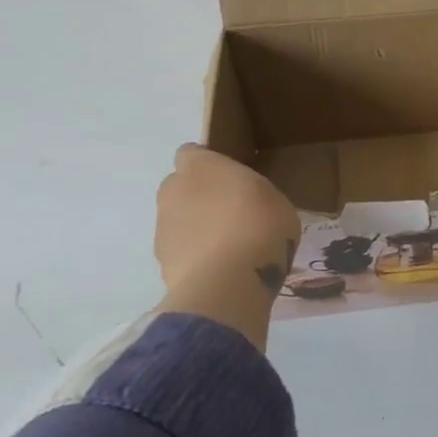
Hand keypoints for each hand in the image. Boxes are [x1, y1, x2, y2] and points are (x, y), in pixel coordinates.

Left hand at [154, 143, 300, 348]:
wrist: (228, 283)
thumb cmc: (259, 227)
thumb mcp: (275, 200)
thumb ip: (254, 194)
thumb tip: (246, 203)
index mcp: (201, 167)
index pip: (192, 153)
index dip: (209, 164)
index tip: (232, 179)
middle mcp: (173, 191)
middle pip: (181, 187)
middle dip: (200, 196)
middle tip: (232, 214)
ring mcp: (163, 229)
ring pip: (179, 221)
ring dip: (197, 229)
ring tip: (230, 249)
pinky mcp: (162, 263)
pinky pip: (182, 251)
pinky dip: (196, 257)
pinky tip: (223, 271)